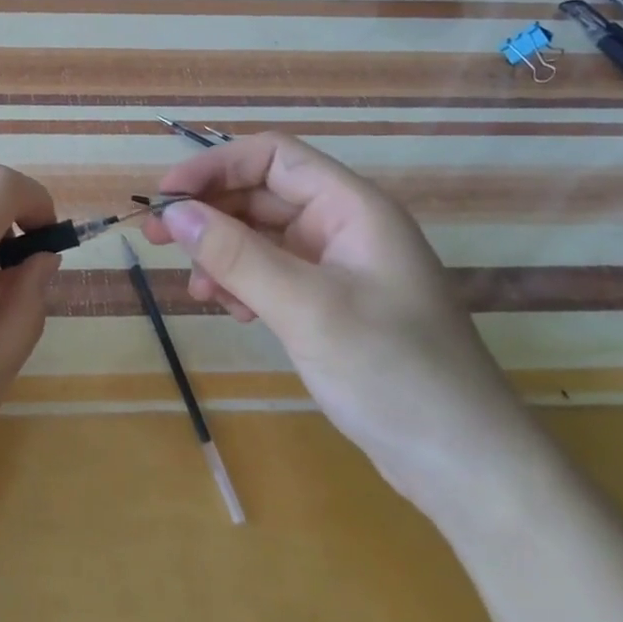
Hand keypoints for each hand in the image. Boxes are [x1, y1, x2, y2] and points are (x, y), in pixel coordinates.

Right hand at [142, 133, 540, 511]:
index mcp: (353, 208)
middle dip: (211, 212)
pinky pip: (274, 275)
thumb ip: (237, 255)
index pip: (274, 157)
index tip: (166, 195)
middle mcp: (345, 228)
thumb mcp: (307, 308)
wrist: (464, 464)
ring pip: (263, 236)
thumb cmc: (392, 372)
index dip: (216, 165)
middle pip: (264, 194)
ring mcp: (339, 268)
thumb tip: (174, 211)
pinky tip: (230, 310)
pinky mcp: (331, 306)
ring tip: (197, 288)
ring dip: (223, 252)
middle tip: (158, 240)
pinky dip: (243, 283)